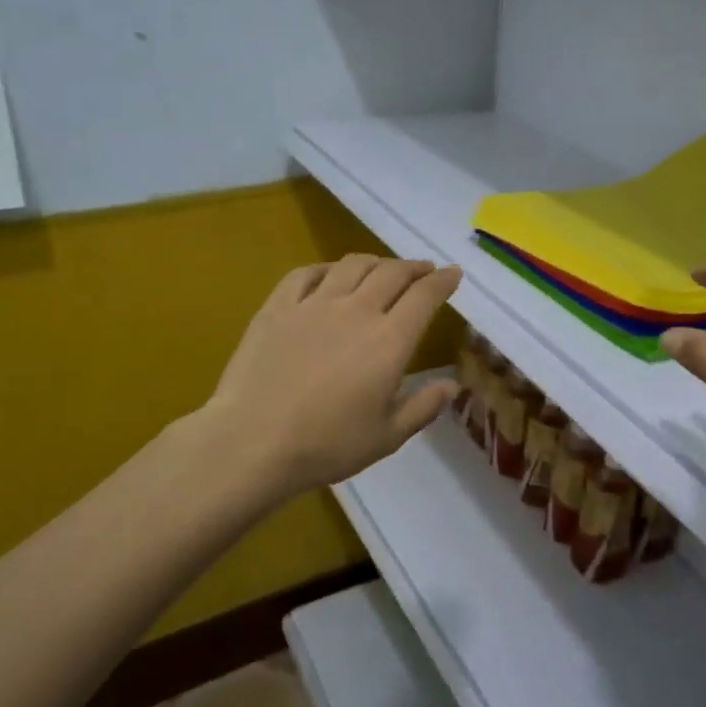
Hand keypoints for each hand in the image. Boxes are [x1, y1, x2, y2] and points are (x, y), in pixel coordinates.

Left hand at [204, 254, 461, 499]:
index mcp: (389, 341)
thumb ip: (424, 407)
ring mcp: (314, 304)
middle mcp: (356, 311)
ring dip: (375, 262)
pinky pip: (306, 273)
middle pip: (392, 273)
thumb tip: (452, 386)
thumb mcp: (387, 437)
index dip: (443, 281)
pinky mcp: (278, 307)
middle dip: (414, 267)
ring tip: (382, 269)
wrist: (253, 441)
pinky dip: (326, 268)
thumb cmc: (326, 444)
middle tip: (424, 269)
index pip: (425, 296)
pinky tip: (330, 274)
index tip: (453, 273)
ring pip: (352, 265)